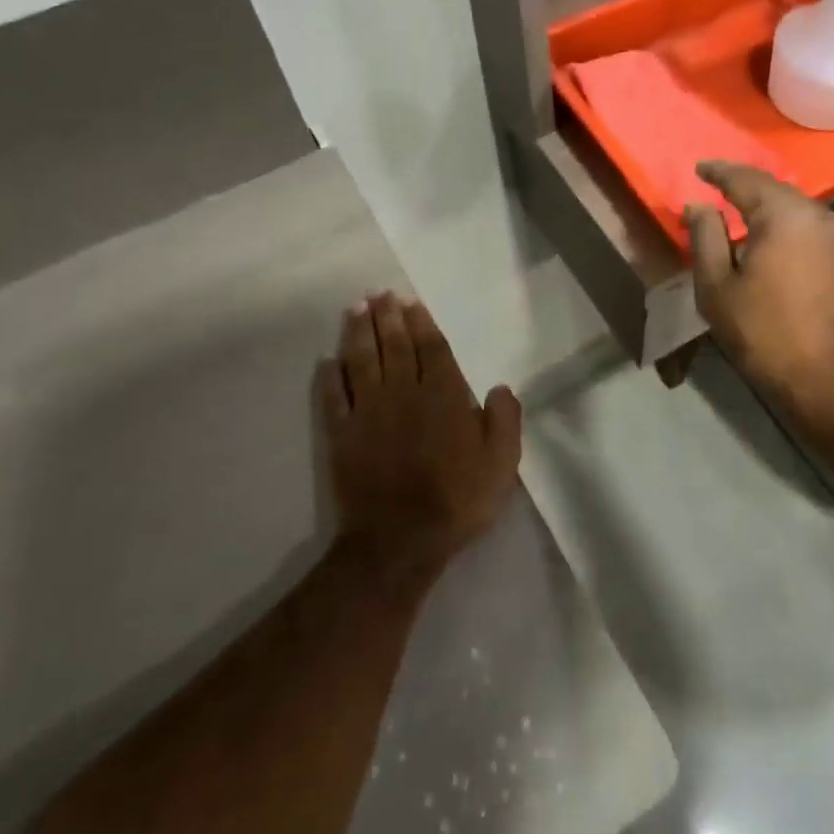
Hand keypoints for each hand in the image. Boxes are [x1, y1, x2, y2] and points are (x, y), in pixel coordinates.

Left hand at [314, 293, 521, 586]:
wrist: (400, 540)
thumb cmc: (457, 499)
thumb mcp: (501, 463)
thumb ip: (505, 420)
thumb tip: (500, 387)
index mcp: (444, 396)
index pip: (432, 349)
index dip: (422, 323)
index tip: (411, 302)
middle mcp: (404, 393)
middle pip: (395, 346)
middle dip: (388, 316)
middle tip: (380, 293)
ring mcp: (369, 412)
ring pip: (362, 361)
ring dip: (359, 332)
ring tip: (357, 308)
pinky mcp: (342, 434)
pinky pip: (334, 396)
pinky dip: (330, 375)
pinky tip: (328, 360)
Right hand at [685, 162, 833, 409]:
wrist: (828, 378)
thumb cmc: (763, 331)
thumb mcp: (717, 285)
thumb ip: (705, 236)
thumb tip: (698, 206)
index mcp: (784, 214)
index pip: (744, 178)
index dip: (718, 172)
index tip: (698, 169)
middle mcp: (818, 212)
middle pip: (772, 188)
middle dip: (741, 187)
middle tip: (713, 189)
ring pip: (792, 206)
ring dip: (763, 206)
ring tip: (735, 212)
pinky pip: (806, 224)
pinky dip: (782, 222)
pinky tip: (765, 235)